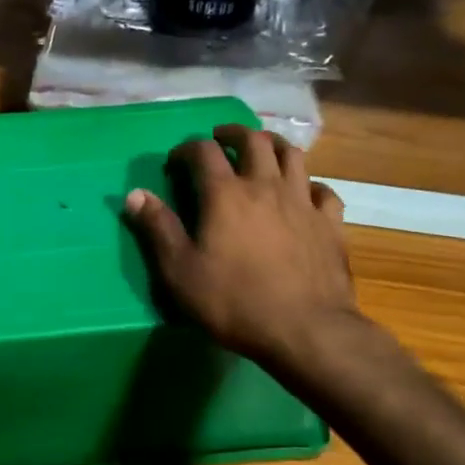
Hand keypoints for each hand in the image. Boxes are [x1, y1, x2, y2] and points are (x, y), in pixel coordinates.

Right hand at [123, 124, 359, 368]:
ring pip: (292, 155)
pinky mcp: (330, 224)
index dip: (186, 149)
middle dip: (234, 133)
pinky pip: (323, 191)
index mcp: (225, 194)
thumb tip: (134, 194)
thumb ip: (157, 228)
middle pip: (253, 141)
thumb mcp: (180, 271)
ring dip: (273, 146)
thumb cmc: (234, 301)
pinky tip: (304, 194)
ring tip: (262, 150)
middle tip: (221, 139)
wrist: (305, 331)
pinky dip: (310, 185)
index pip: (203, 151)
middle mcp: (266, 186)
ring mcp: (303, 202)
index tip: (175, 162)